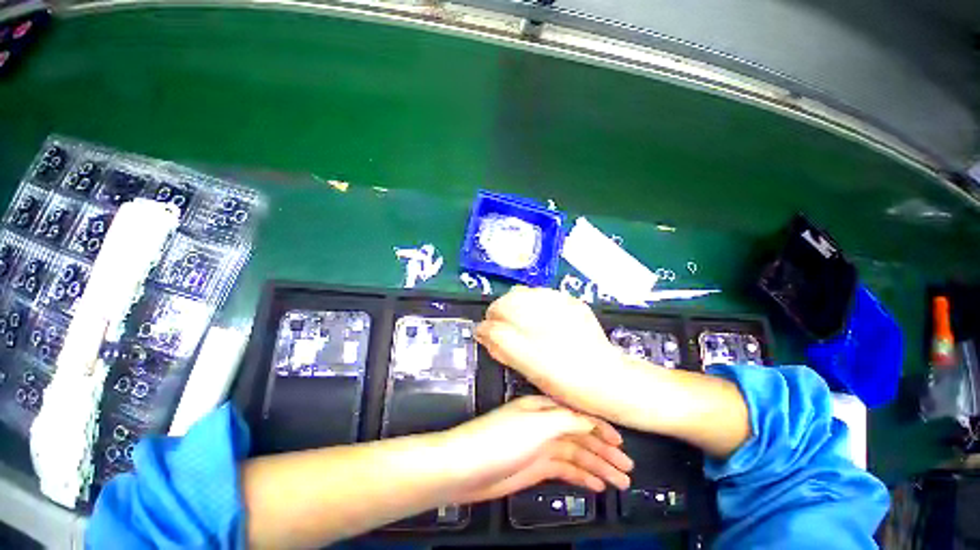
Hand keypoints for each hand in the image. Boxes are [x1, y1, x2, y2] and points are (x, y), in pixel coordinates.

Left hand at [442, 396, 632, 503]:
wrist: (467, 467)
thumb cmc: (501, 440)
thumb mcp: (536, 424)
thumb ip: (565, 420)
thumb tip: (589, 420)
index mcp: (543, 408)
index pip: (578, 415)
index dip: (600, 428)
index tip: (621, 443)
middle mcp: (544, 425)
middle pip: (580, 437)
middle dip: (604, 452)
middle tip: (627, 469)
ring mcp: (540, 447)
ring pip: (576, 455)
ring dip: (597, 467)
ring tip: (619, 481)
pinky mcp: (536, 467)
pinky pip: (565, 469)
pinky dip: (581, 476)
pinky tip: (596, 485)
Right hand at [476, 287, 636, 421]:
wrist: (605, 378)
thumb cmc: (564, 378)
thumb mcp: (526, 366)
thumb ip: (500, 344)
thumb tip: (483, 330)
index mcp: (531, 322)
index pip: (497, 309)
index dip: (491, 321)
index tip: (491, 333)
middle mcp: (545, 305)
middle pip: (511, 296)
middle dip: (504, 311)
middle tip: (507, 330)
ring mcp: (562, 301)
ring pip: (528, 294)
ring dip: (520, 306)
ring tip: (525, 325)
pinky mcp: (574, 303)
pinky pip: (546, 297)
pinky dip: (538, 305)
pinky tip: (544, 322)